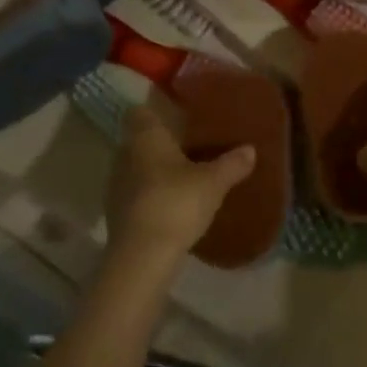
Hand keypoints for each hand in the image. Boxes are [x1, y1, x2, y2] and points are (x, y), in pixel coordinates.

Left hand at [106, 109, 254, 262]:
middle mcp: (125, 155)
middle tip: (189, 146)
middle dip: (160, 143)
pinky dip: (150, 195)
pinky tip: (171, 205)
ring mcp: (116, 186)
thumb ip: (232, 163)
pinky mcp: (116, 214)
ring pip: (136, 168)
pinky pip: (135, 194)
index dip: (154, 110)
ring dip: (154, 171)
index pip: (139, 112)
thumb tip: (250, 149)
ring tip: (183, 177)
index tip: (174, 113)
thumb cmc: (176, 203)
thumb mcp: (213, 182)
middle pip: (139, 140)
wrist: (142, 257)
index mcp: (145, 137)